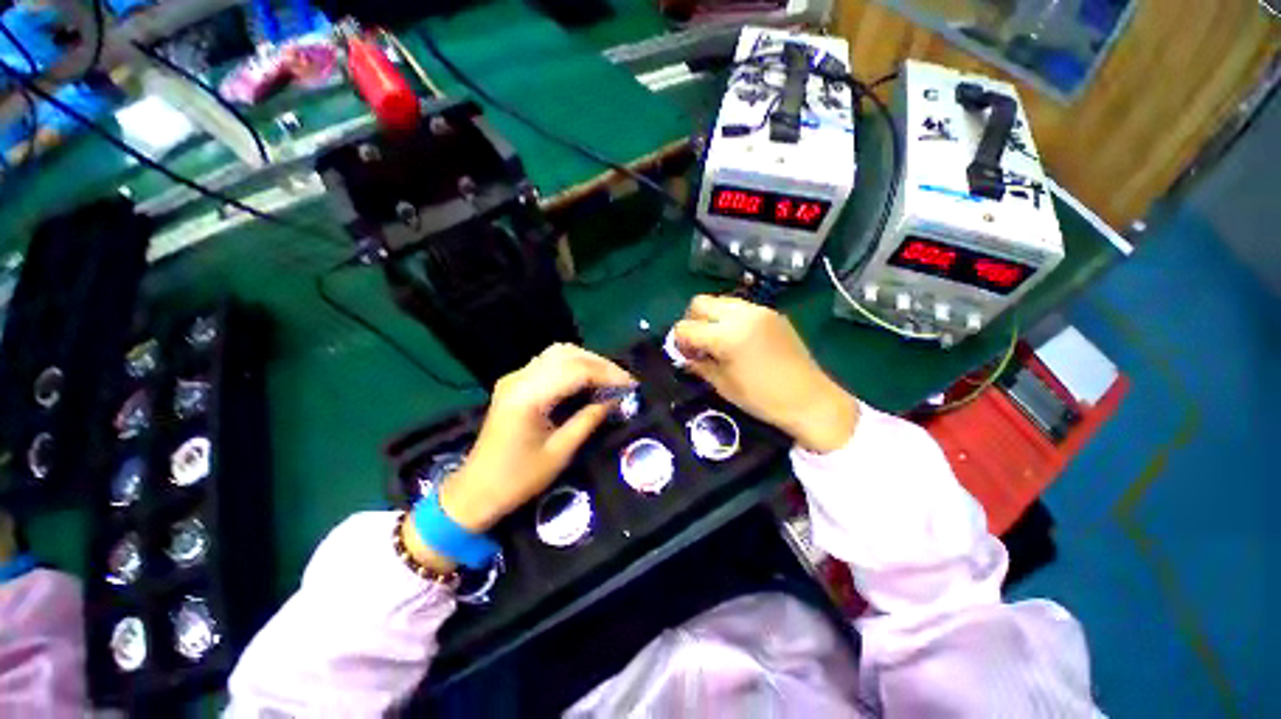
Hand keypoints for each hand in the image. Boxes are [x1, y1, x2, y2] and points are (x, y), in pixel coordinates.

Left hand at [438, 343, 633, 530]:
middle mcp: (519, 378)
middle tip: (624, 381)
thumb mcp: (560, 452)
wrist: (475, 492)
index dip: (608, 375)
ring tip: (609, 379)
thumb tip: (615, 399)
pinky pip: (549, 363)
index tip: (631, 385)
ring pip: (558, 353)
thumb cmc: (518, 479)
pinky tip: (587, 380)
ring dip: (588, 361)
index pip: (576, 370)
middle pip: (567, 354)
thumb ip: (589, 419)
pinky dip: (573, 366)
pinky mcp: (514, 383)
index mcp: (528, 397)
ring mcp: (514, 378)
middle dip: (601, 364)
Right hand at [673, 295, 857, 452]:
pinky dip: (730, 318)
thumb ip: (699, 366)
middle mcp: (741, 315)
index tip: (688, 356)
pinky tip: (738, 339)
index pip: (685, 327)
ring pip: (720, 301)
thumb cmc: (763, 399)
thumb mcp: (723, 385)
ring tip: (717, 340)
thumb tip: (685, 357)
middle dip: (692, 321)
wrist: (810, 399)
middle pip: (699, 303)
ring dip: (711, 317)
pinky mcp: (772, 313)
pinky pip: (740, 307)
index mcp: (727, 336)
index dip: (680, 342)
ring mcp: (759, 310)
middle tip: (698, 344)